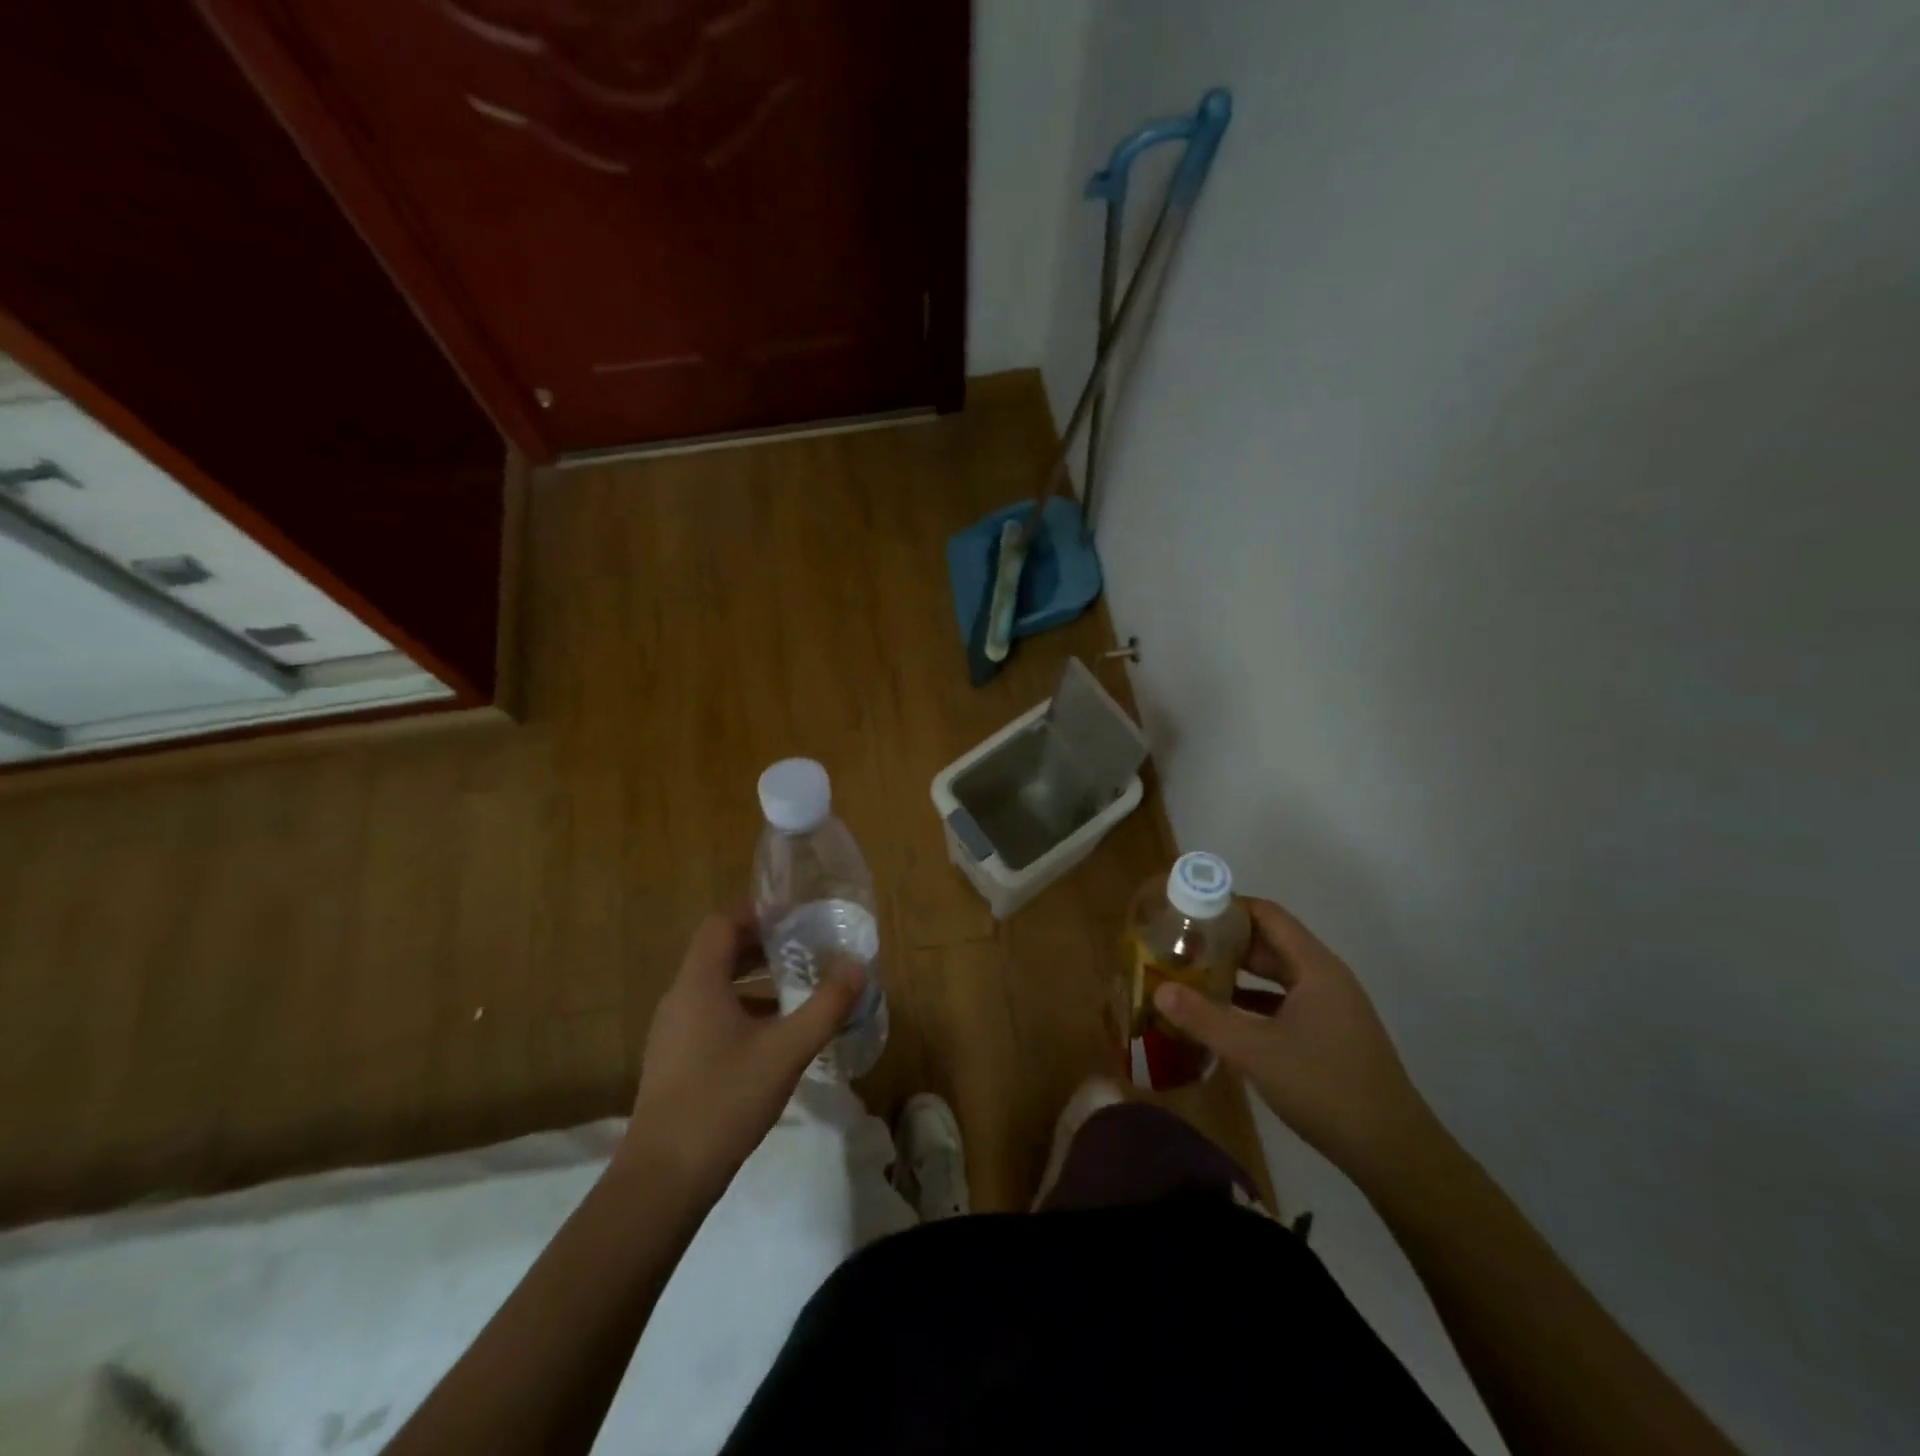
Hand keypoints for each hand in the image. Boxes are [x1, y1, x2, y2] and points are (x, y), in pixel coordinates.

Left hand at [620, 910, 863, 1196]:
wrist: (663, 1180)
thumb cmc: (724, 1100)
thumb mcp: (786, 1050)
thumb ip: (826, 1006)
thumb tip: (857, 966)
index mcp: (699, 984)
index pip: (722, 925)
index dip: (757, 915)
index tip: (796, 919)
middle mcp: (680, 999)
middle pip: (719, 953)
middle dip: (762, 947)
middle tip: (806, 949)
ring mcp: (673, 1032)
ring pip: (716, 987)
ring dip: (755, 981)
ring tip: (797, 990)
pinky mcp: (675, 1061)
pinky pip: (711, 1015)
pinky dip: (743, 1010)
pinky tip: (774, 1037)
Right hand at [1154, 897, 1437, 1186]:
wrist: (1393, 1151)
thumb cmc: (1324, 1087)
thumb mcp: (1255, 1052)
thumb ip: (1204, 1019)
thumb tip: (1159, 990)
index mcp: (1314, 967)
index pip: (1267, 915)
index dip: (1228, 907)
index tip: (1187, 910)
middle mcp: (1326, 977)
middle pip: (1270, 942)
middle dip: (1226, 940)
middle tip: (1181, 943)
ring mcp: (1332, 1006)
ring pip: (1278, 974)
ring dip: (1239, 972)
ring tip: (1194, 973)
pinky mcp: (1331, 1033)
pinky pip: (1285, 1000)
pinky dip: (1254, 1000)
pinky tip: (1225, 1014)